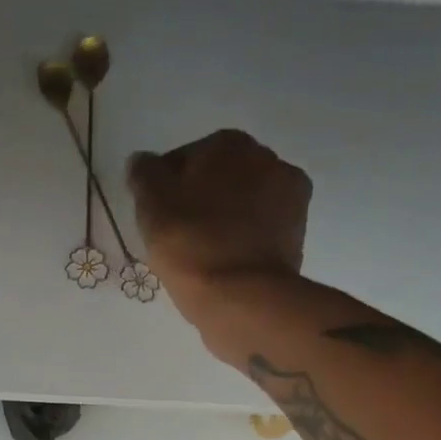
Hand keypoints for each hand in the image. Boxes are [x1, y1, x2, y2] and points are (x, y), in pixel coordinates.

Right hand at [127, 129, 311, 321]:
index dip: (165, 189)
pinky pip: (260, 227)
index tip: (156, 217)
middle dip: (200, 199)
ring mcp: (289, 194)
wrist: (242, 296)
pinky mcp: (298, 231)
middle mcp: (266, 157)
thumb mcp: (150, 205)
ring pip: (242, 202)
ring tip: (204, 252)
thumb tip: (142, 161)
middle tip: (179, 235)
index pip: (184, 159)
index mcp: (227, 143)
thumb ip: (143, 174)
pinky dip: (245, 237)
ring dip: (225, 217)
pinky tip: (228, 260)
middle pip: (218, 178)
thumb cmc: (190, 243)